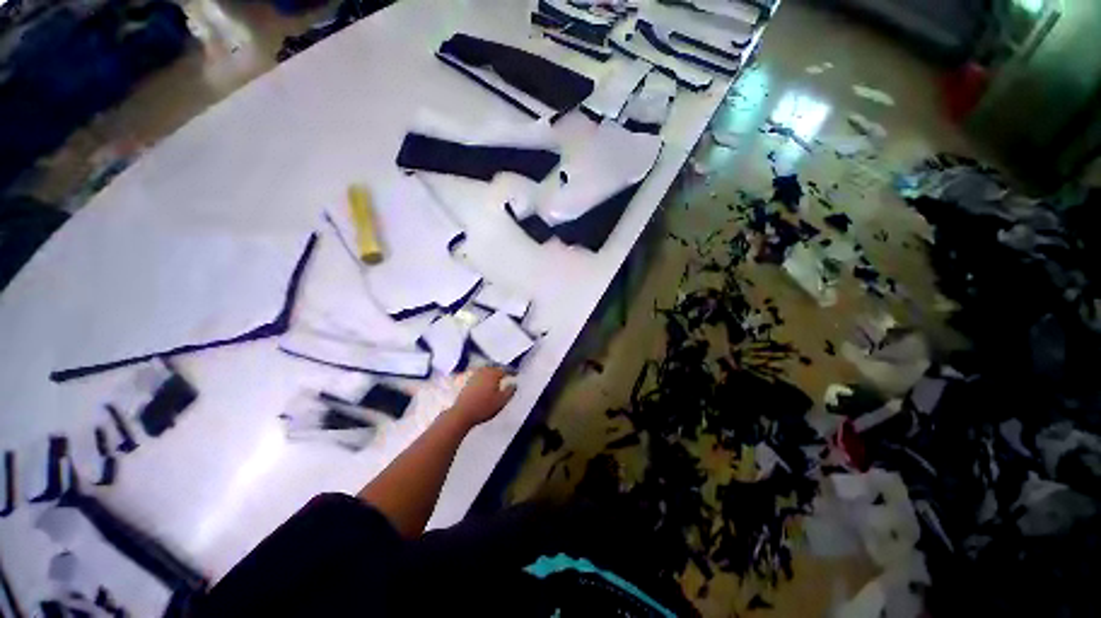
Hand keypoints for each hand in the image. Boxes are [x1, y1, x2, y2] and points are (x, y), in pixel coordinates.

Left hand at [449, 367, 515, 427]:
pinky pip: (479, 376)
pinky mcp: (467, 382)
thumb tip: (514, 384)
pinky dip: (484, 377)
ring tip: (496, 378)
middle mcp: (483, 372)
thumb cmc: (484, 407)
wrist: (462, 414)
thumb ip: (510, 391)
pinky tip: (485, 383)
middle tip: (506, 374)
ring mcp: (474, 376)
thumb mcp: (501, 401)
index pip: (505, 370)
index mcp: (493, 374)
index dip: (511, 372)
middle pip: (494, 368)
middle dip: (501, 370)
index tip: (516, 374)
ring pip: (486, 371)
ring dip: (492, 373)